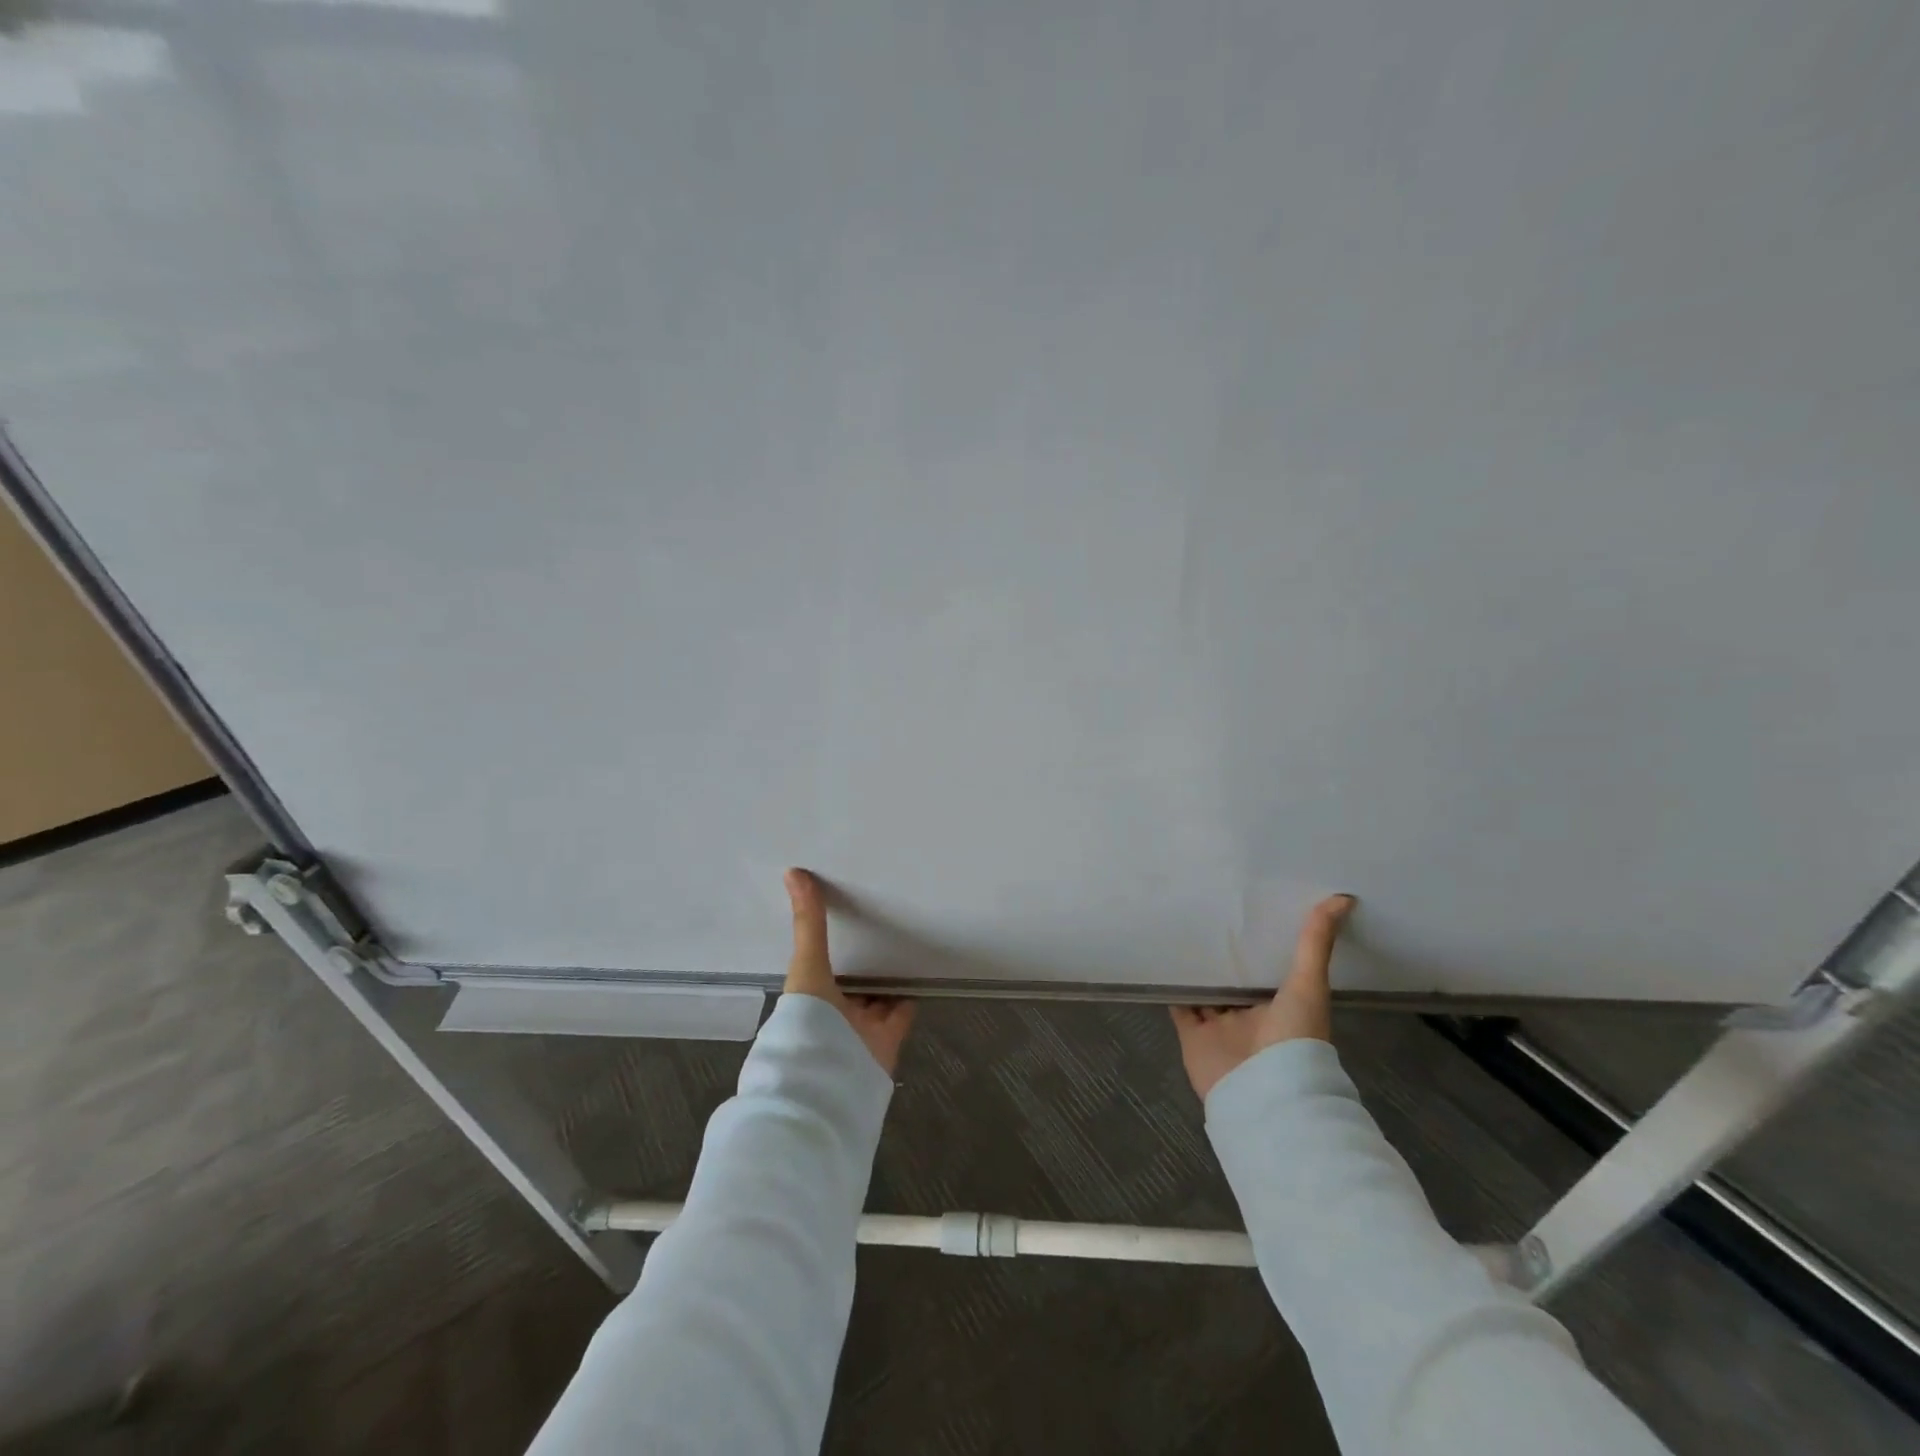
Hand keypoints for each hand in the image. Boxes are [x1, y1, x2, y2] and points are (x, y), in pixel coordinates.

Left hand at [783, 868, 915, 1075]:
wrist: (829, 1081)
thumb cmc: (808, 1021)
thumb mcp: (807, 965)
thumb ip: (808, 923)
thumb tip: (793, 871)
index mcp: (808, 997)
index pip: (819, 968)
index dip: (829, 948)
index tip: (842, 921)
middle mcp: (832, 1014)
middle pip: (848, 985)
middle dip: (860, 965)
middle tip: (879, 930)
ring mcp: (859, 1029)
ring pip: (874, 999)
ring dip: (884, 981)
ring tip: (902, 948)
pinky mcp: (886, 1041)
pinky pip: (900, 1014)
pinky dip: (909, 998)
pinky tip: (919, 976)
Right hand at [1171, 894, 1355, 1101]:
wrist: (1264, 1093)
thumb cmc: (1294, 1038)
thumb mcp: (1309, 985)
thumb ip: (1316, 943)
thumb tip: (1342, 898)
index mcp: (1280, 1006)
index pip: (1266, 969)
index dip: (1258, 943)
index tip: (1247, 910)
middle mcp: (1250, 1016)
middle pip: (1233, 981)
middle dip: (1223, 956)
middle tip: (1206, 913)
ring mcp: (1220, 1027)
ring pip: (1205, 992)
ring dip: (1195, 969)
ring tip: (1179, 931)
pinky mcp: (1192, 1036)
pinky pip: (1180, 1007)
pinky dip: (1171, 989)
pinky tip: (1162, 962)